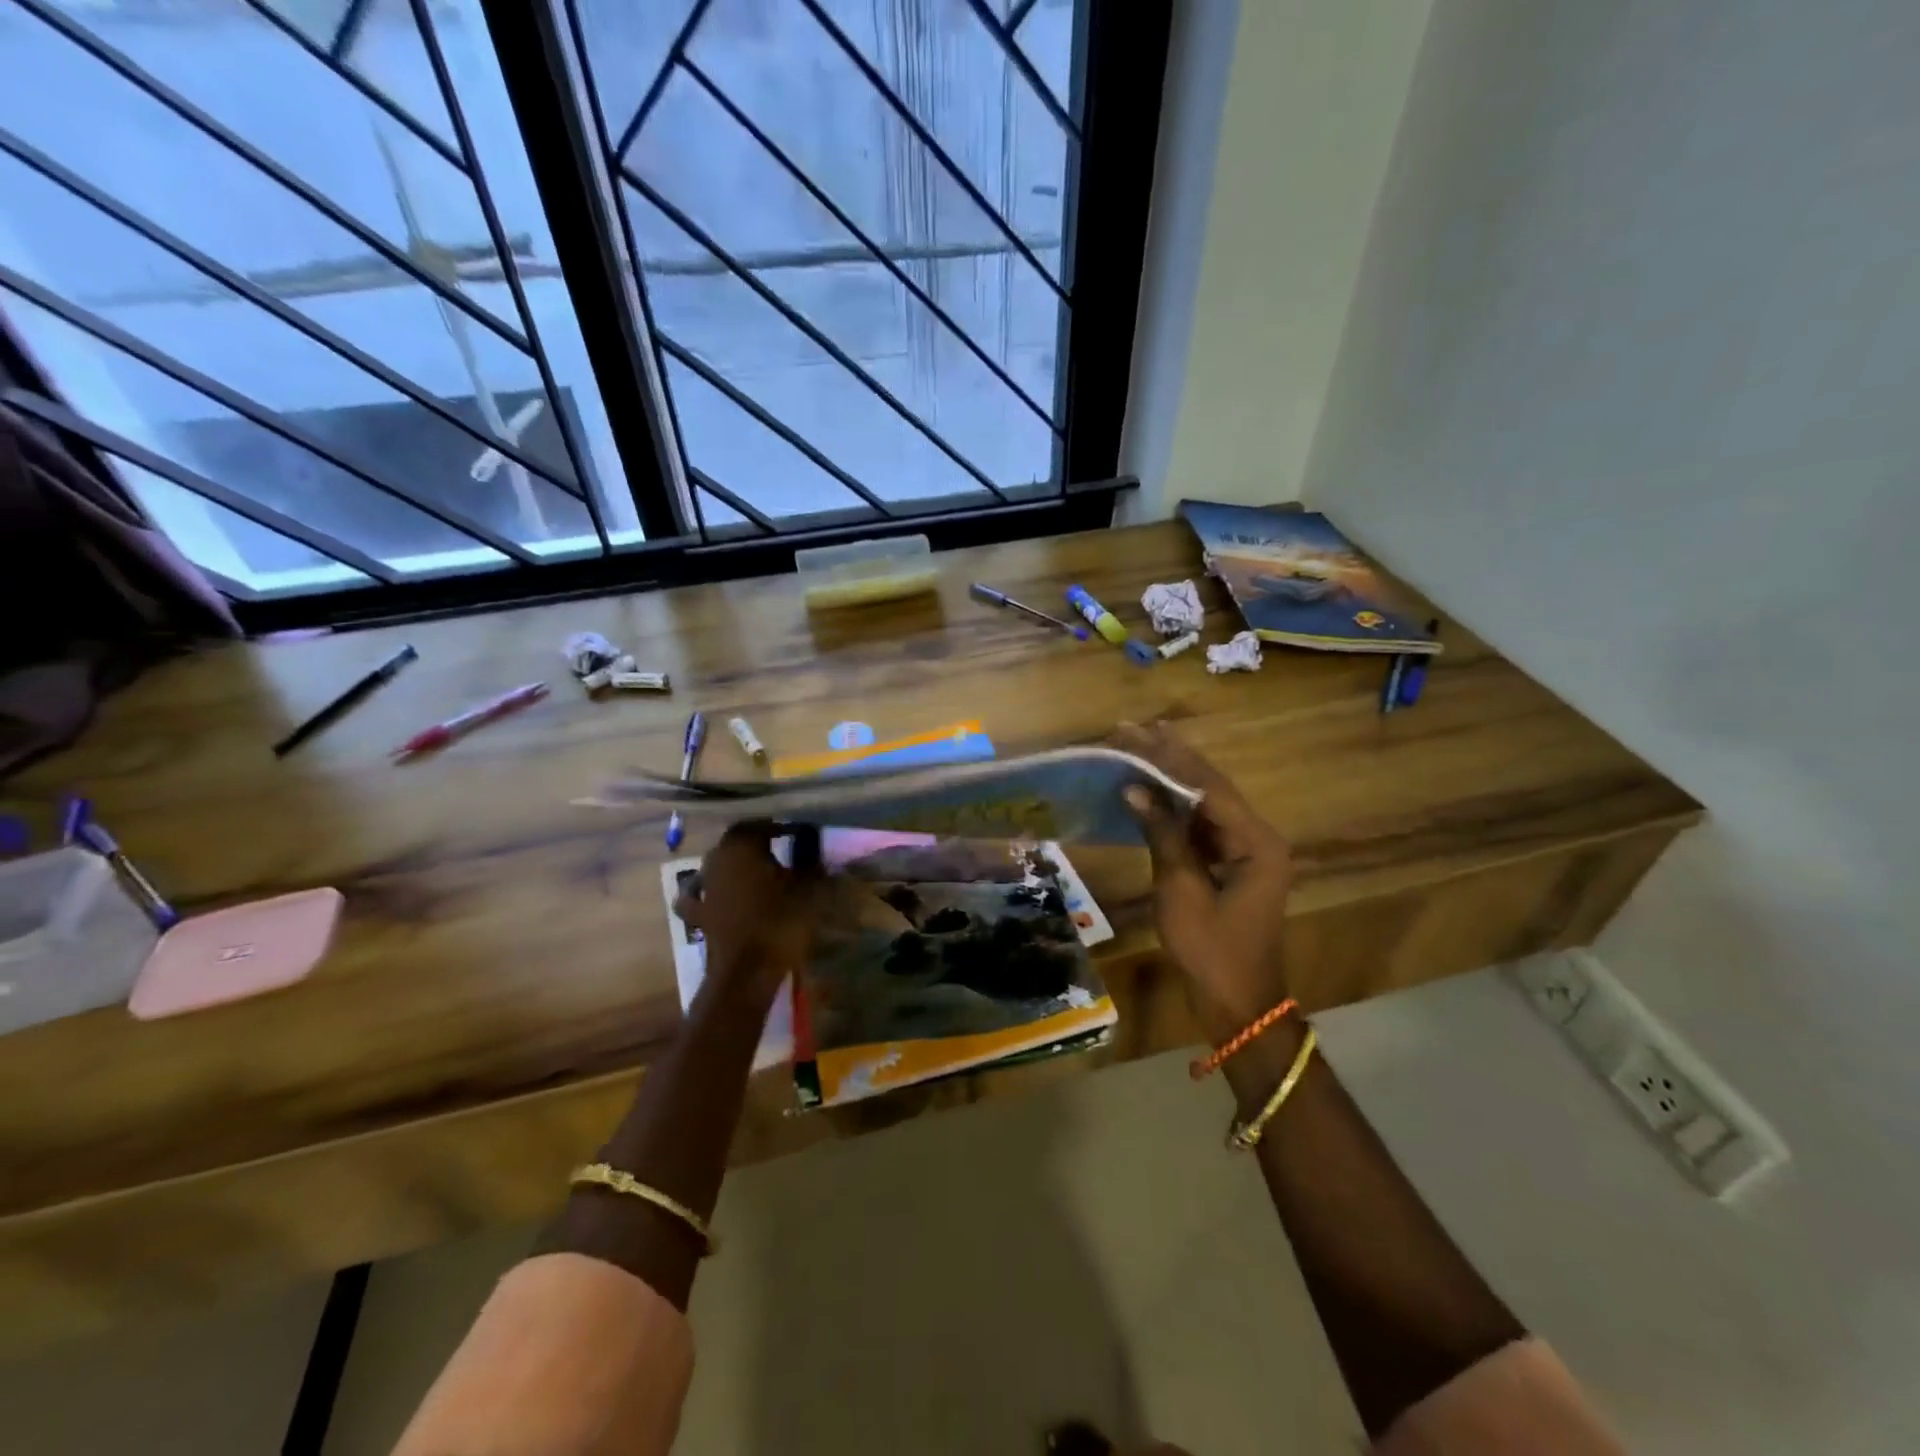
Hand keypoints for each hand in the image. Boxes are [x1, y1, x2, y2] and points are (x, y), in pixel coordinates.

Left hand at [673, 822, 820, 1000]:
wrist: (747, 973)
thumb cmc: (780, 921)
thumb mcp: (807, 888)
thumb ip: (810, 861)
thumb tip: (814, 843)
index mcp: (741, 846)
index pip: (760, 824)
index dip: (780, 827)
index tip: (799, 833)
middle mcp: (717, 860)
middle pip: (737, 842)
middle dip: (757, 843)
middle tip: (783, 849)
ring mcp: (704, 888)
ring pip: (720, 865)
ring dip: (737, 866)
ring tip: (761, 873)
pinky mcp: (700, 915)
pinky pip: (703, 897)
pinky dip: (714, 893)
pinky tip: (722, 897)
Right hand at [1115, 723, 1294, 1042]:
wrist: (1237, 1005)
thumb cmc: (1211, 951)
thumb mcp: (1181, 890)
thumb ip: (1162, 834)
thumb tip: (1134, 788)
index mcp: (1256, 842)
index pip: (1209, 786)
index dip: (1171, 757)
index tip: (1139, 731)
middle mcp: (1256, 838)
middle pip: (1209, 789)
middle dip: (1170, 760)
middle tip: (1133, 730)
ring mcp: (1244, 853)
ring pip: (1204, 806)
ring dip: (1170, 782)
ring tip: (1135, 751)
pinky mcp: (1230, 867)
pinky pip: (1200, 829)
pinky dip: (1173, 811)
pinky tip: (1148, 793)